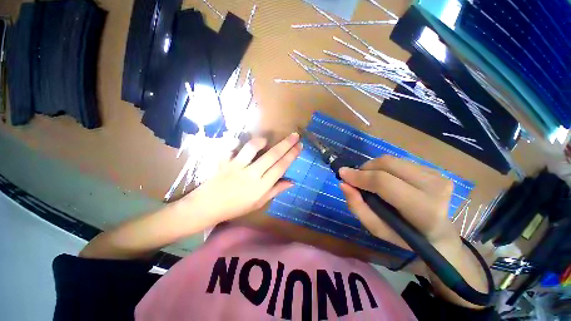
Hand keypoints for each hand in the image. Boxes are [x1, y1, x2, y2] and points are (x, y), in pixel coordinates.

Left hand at [180, 133, 301, 224]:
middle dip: (286, 144)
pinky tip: (240, 143)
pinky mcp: (224, 162)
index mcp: (261, 187)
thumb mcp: (259, 203)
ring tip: (266, 140)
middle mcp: (251, 175)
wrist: (208, 207)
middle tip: (295, 135)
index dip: (291, 155)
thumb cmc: (236, 207)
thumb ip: (275, 190)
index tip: (299, 146)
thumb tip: (292, 182)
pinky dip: (236, 142)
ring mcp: (237, 167)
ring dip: (261, 141)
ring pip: (252, 148)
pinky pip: (231, 148)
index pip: (281, 167)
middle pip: (272, 156)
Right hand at [339, 155, 487, 307]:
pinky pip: (399, 161)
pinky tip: (384, 178)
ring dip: (373, 167)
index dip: (359, 176)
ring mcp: (437, 175)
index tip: (342, 173)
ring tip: (368, 179)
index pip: (383, 182)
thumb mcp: (377, 229)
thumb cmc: (406, 236)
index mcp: (422, 209)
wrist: (439, 235)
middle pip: (387, 164)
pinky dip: (385, 167)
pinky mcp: (435, 170)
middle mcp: (434, 187)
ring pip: (392, 160)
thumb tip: (343, 184)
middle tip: (355, 178)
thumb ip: (358, 207)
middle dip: (365, 168)